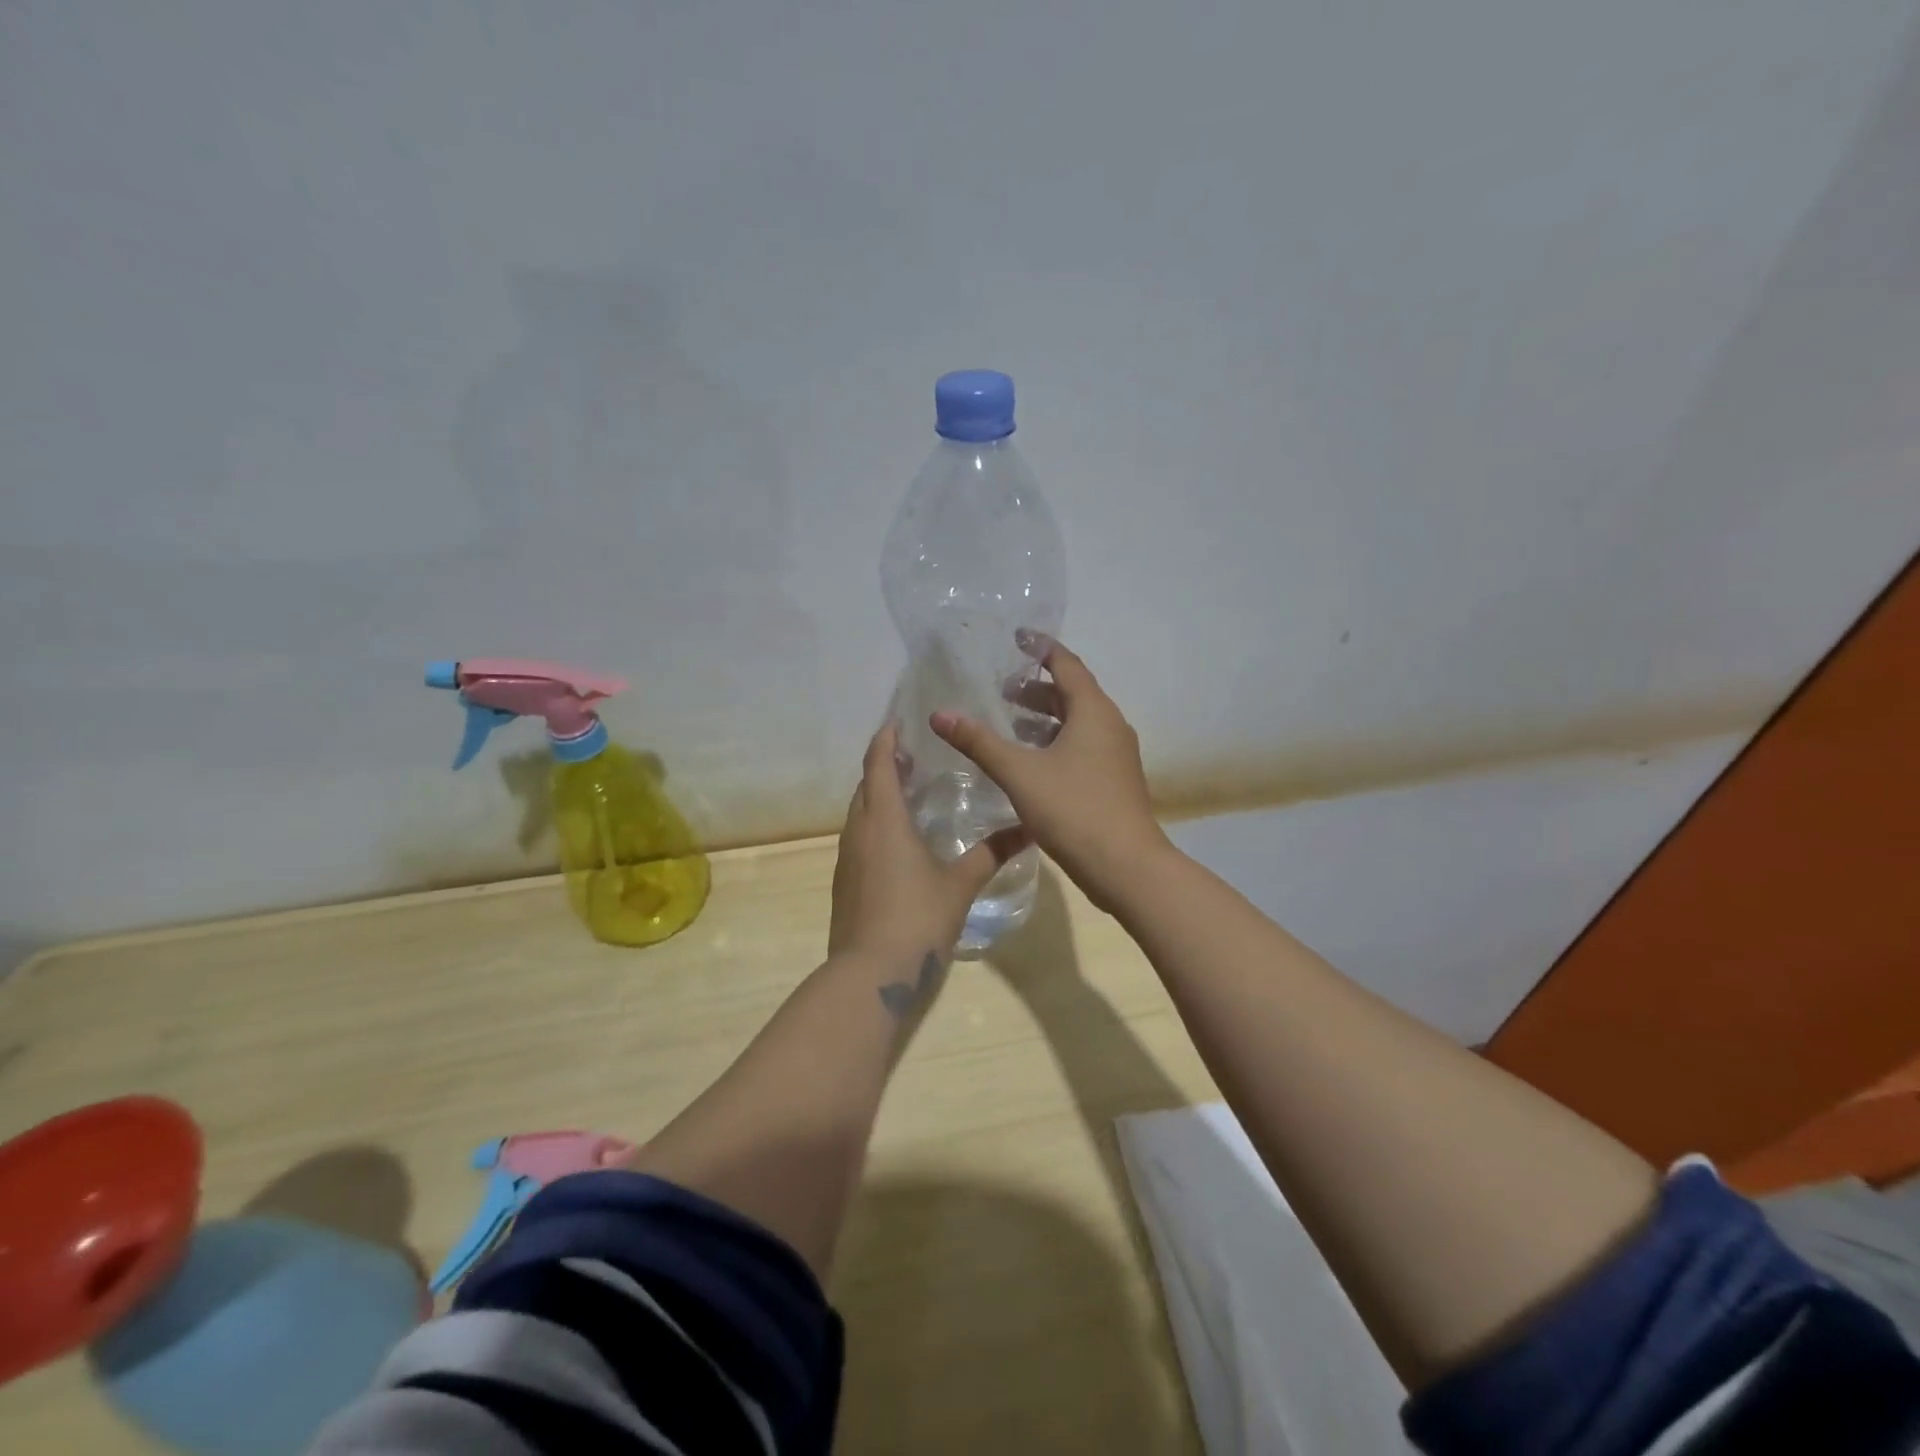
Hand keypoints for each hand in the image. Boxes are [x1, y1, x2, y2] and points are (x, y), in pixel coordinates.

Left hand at [829, 721, 1028, 965]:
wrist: (871, 973)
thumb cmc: (918, 918)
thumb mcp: (961, 884)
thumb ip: (992, 853)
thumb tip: (1028, 830)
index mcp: (884, 820)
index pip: (878, 764)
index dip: (885, 740)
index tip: (897, 722)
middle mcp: (858, 830)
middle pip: (865, 785)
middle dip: (883, 765)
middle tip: (913, 755)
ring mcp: (846, 857)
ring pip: (859, 812)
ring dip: (877, 795)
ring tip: (908, 791)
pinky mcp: (844, 881)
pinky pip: (858, 837)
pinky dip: (874, 824)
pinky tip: (898, 840)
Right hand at [931, 636, 1170, 912]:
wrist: (1126, 867)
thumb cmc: (1074, 810)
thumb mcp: (1020, 773)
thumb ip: (979, 742)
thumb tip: (940, 714)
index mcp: (1094, 712)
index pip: (1066, 664)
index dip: (1040, 648)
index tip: (1016, 638)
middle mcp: (1110, 725)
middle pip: (1072, 694)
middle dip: (1036, 689)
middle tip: (1001, 689)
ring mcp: (1116, 755)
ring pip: (1077, 723)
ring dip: (1045, 718)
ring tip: (1009, 723)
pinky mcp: (1114, 781)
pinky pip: (1082, 747)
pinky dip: (1055, 742)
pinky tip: (1030, 763)